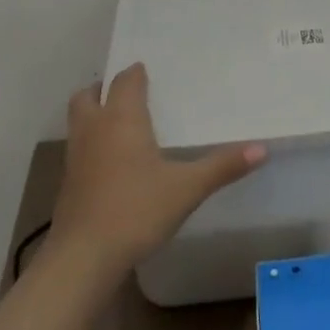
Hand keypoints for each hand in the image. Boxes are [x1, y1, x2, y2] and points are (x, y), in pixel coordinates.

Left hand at [50, 62, 266, 271]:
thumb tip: (262, 148)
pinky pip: (79, 149)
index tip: (149, 70)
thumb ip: (222, 166)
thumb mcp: (187, 188)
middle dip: (104, 89)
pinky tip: (112, 163)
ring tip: (120, 124)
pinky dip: (92, 145)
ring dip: (94, 115)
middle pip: (88, 95)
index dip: (136, 73)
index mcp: (121, 118)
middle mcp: (94, 129)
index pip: (125, 80)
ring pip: (79, 122)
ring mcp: (76, 157)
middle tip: (127, 92)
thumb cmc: (136, 210)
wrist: (82, 259)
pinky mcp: (68, 185)